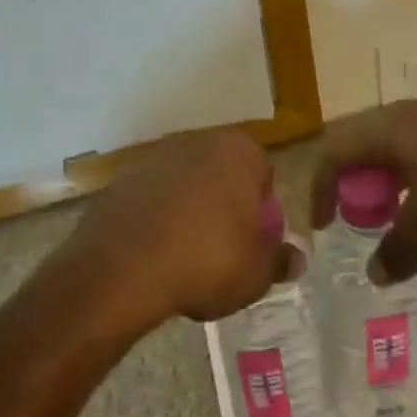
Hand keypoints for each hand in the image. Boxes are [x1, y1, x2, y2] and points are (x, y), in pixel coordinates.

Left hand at [66, 131, 277, 327]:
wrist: (122, 269)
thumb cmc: (206, 262)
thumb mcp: (256, 273)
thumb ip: (279, 260)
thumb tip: (295, 258)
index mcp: (238, 152)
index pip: (263, 175)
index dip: (262, 212)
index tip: (253, 243)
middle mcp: (197, 142)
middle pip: (222, 175)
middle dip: (225, 206)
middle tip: (224, 251)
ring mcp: (155, 158)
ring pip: (185, 185)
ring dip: (189, 212)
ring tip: (186, 257)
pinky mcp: (121, 179)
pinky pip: (152, 199)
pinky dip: (157, 219)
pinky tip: (154, 254)